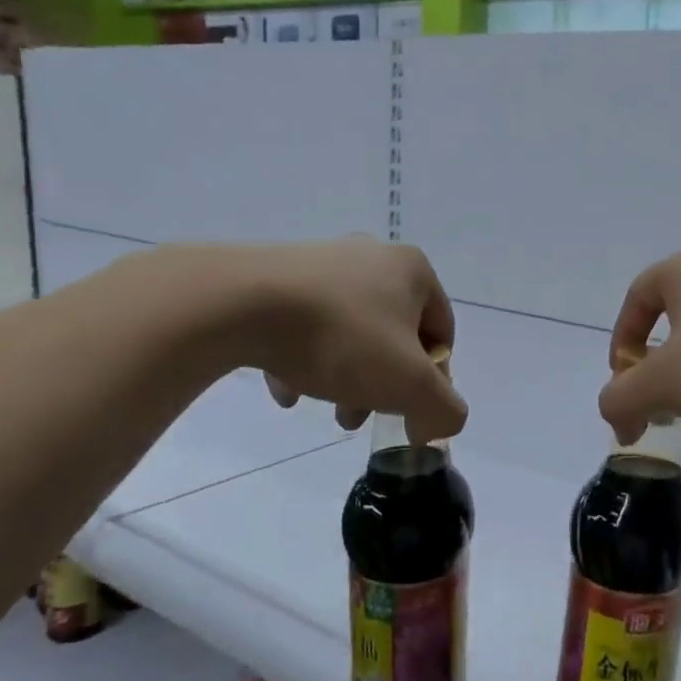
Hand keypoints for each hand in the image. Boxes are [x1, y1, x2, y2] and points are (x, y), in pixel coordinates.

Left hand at [181, 239, 465, 444]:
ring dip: (343, 374)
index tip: (404, 411)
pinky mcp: (275, 273)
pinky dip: (301, 357)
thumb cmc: (341, 338)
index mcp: (413, 270)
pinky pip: (302, 323)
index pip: (440, 333)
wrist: (236, 304)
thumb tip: (437, 424)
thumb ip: (443, 410)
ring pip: (348, 331)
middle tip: (358, 417)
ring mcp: (321, 261)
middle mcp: (372, 256)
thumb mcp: (410, 386)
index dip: (431, 381)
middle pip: (392, 335)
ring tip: (321, 407)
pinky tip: (285, 388)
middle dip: (380, 383)